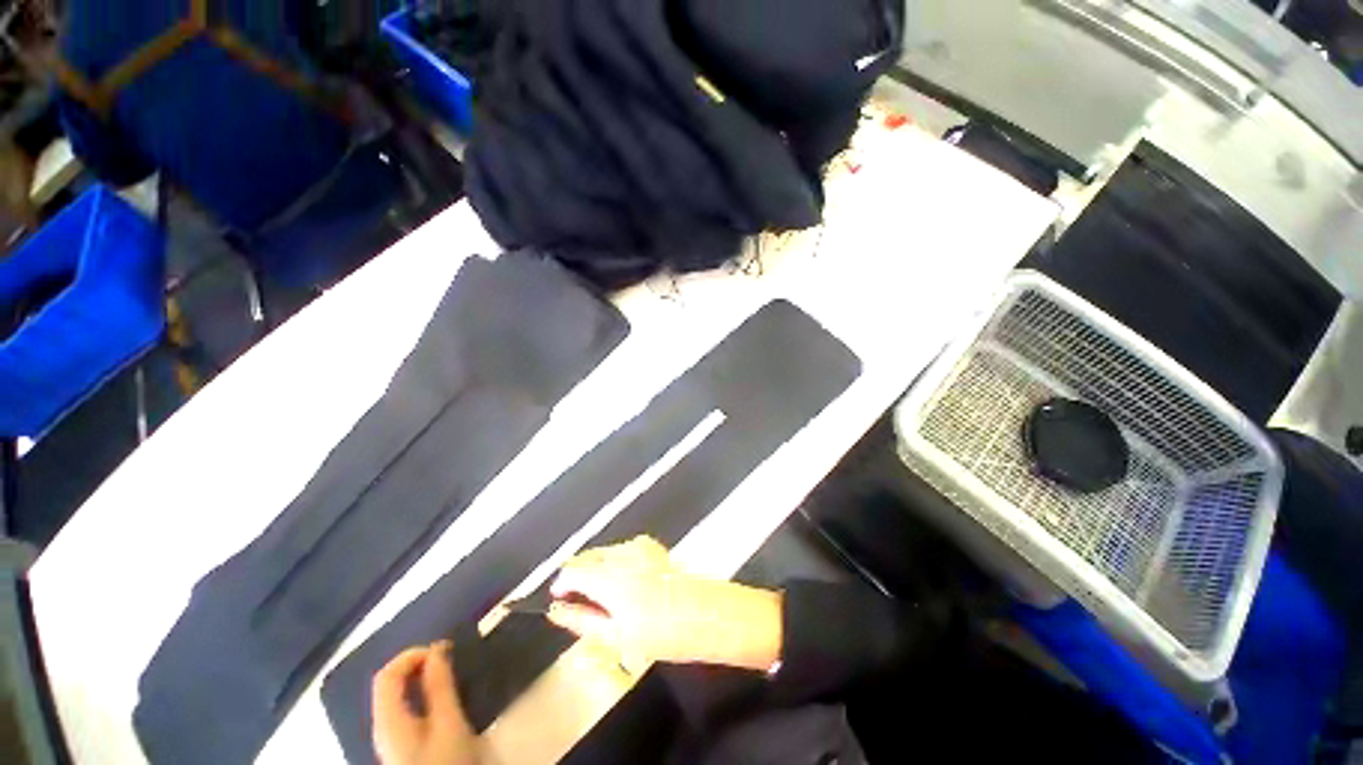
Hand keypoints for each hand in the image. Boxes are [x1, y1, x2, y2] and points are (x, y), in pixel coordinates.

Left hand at [371, 642, 477, 764]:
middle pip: (389, 685)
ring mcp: (389, 739)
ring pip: (397, 697)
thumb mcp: (448, 723)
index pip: (386, 675)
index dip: (412, 655)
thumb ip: (439, 686)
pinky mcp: (400, 747)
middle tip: (448, 659)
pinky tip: (440, 699)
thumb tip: (436, 650)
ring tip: (448, 675)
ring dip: (419, 679)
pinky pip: (404, 709)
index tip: (443, 650)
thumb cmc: (445, 761)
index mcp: (387, 720)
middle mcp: (382, 727)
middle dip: (417, 665)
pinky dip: (419, 695)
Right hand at [547, 536, 783, 671]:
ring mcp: (638, 546)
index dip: (561, 585)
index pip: (571, 571)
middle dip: (578, 575)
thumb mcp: (616, 636)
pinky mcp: (652, 546)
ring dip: (596, 568)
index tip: (559, 600)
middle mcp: (621, 554)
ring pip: (604, 552)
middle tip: (580, 602)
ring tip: (604, 596)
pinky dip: (615, 561)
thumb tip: (556, 610)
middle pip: (587, 557)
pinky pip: (623, 549)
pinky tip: (626, 582)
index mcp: (608, 577)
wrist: (706, 615)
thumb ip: (581, 619)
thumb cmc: (662, 633)